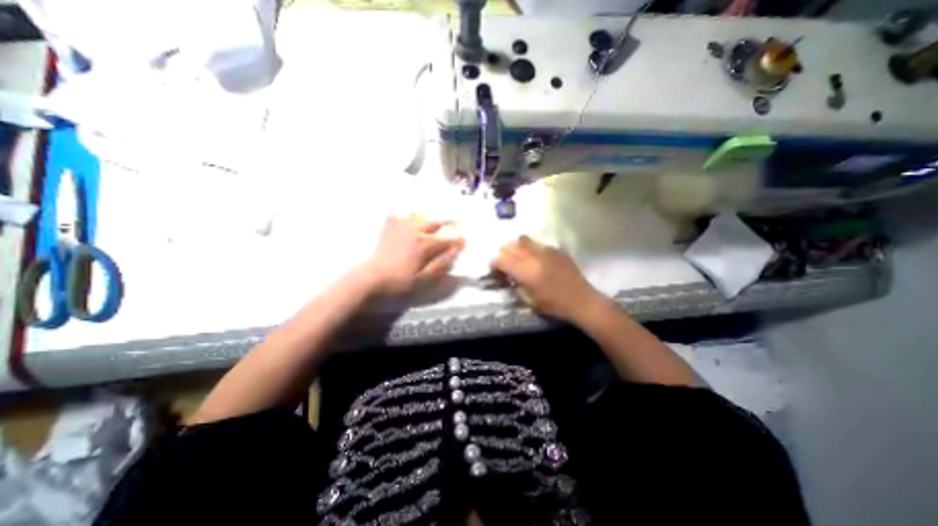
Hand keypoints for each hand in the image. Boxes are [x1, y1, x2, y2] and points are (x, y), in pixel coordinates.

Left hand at [360, 214, 462, 296]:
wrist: (369, 279)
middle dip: (448, 221)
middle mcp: (415, 231)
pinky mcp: (388, 229)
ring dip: (429, 215)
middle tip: (456, 221)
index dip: (458, 239)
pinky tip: (408, 215)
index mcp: (425, 244)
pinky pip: (398, 215)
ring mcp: (400, 227)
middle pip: (435, 222)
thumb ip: (441, 264)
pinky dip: (405, 213)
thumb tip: (456, 252)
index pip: (447, 239)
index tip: (466, 238)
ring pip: (419, 215)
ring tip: (435, 215)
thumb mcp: (423, 279)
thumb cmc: (399, 282)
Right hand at [487, 237, 603, 321]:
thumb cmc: (554, 305)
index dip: (494, 263)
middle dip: (503, 253)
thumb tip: (508, 275)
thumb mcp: (529, 301)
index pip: (502, 259)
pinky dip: (530, 248)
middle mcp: (534, 257)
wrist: (581, 300)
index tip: (494, 269)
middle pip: (510, 246)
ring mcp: (546, 250)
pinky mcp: (556, 249)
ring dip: (515, 247)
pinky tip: (534, 257)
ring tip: (517, 256)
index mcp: (526, 272)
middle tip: (504, 262)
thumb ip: (516, 286)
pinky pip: (537, 243)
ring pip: (523, 240)